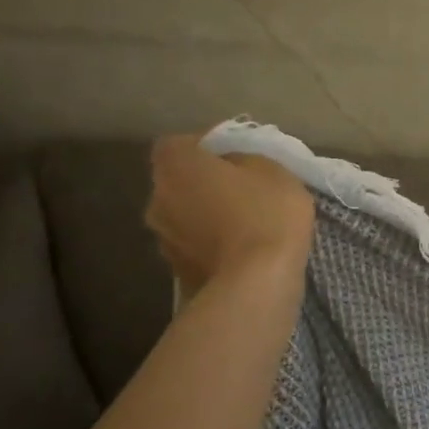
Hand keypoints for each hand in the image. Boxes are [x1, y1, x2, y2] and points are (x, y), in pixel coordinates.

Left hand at [145, 136, 314, 294]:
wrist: (257, 283)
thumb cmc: (266, 213)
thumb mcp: (272, 169)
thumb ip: (243, 159)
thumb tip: (230, 165)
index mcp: (176, 166)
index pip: (178, 144)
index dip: (204, 146)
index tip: (233, 154)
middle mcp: (157, 199)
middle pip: (177, 181)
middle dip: (202, 182)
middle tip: (239, 188)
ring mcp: (162, 239)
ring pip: (182, 215)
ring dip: (203, 215)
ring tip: (240, 223)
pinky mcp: (175, 271)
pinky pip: (192, 245)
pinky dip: (209, 244)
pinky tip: (238, 251)